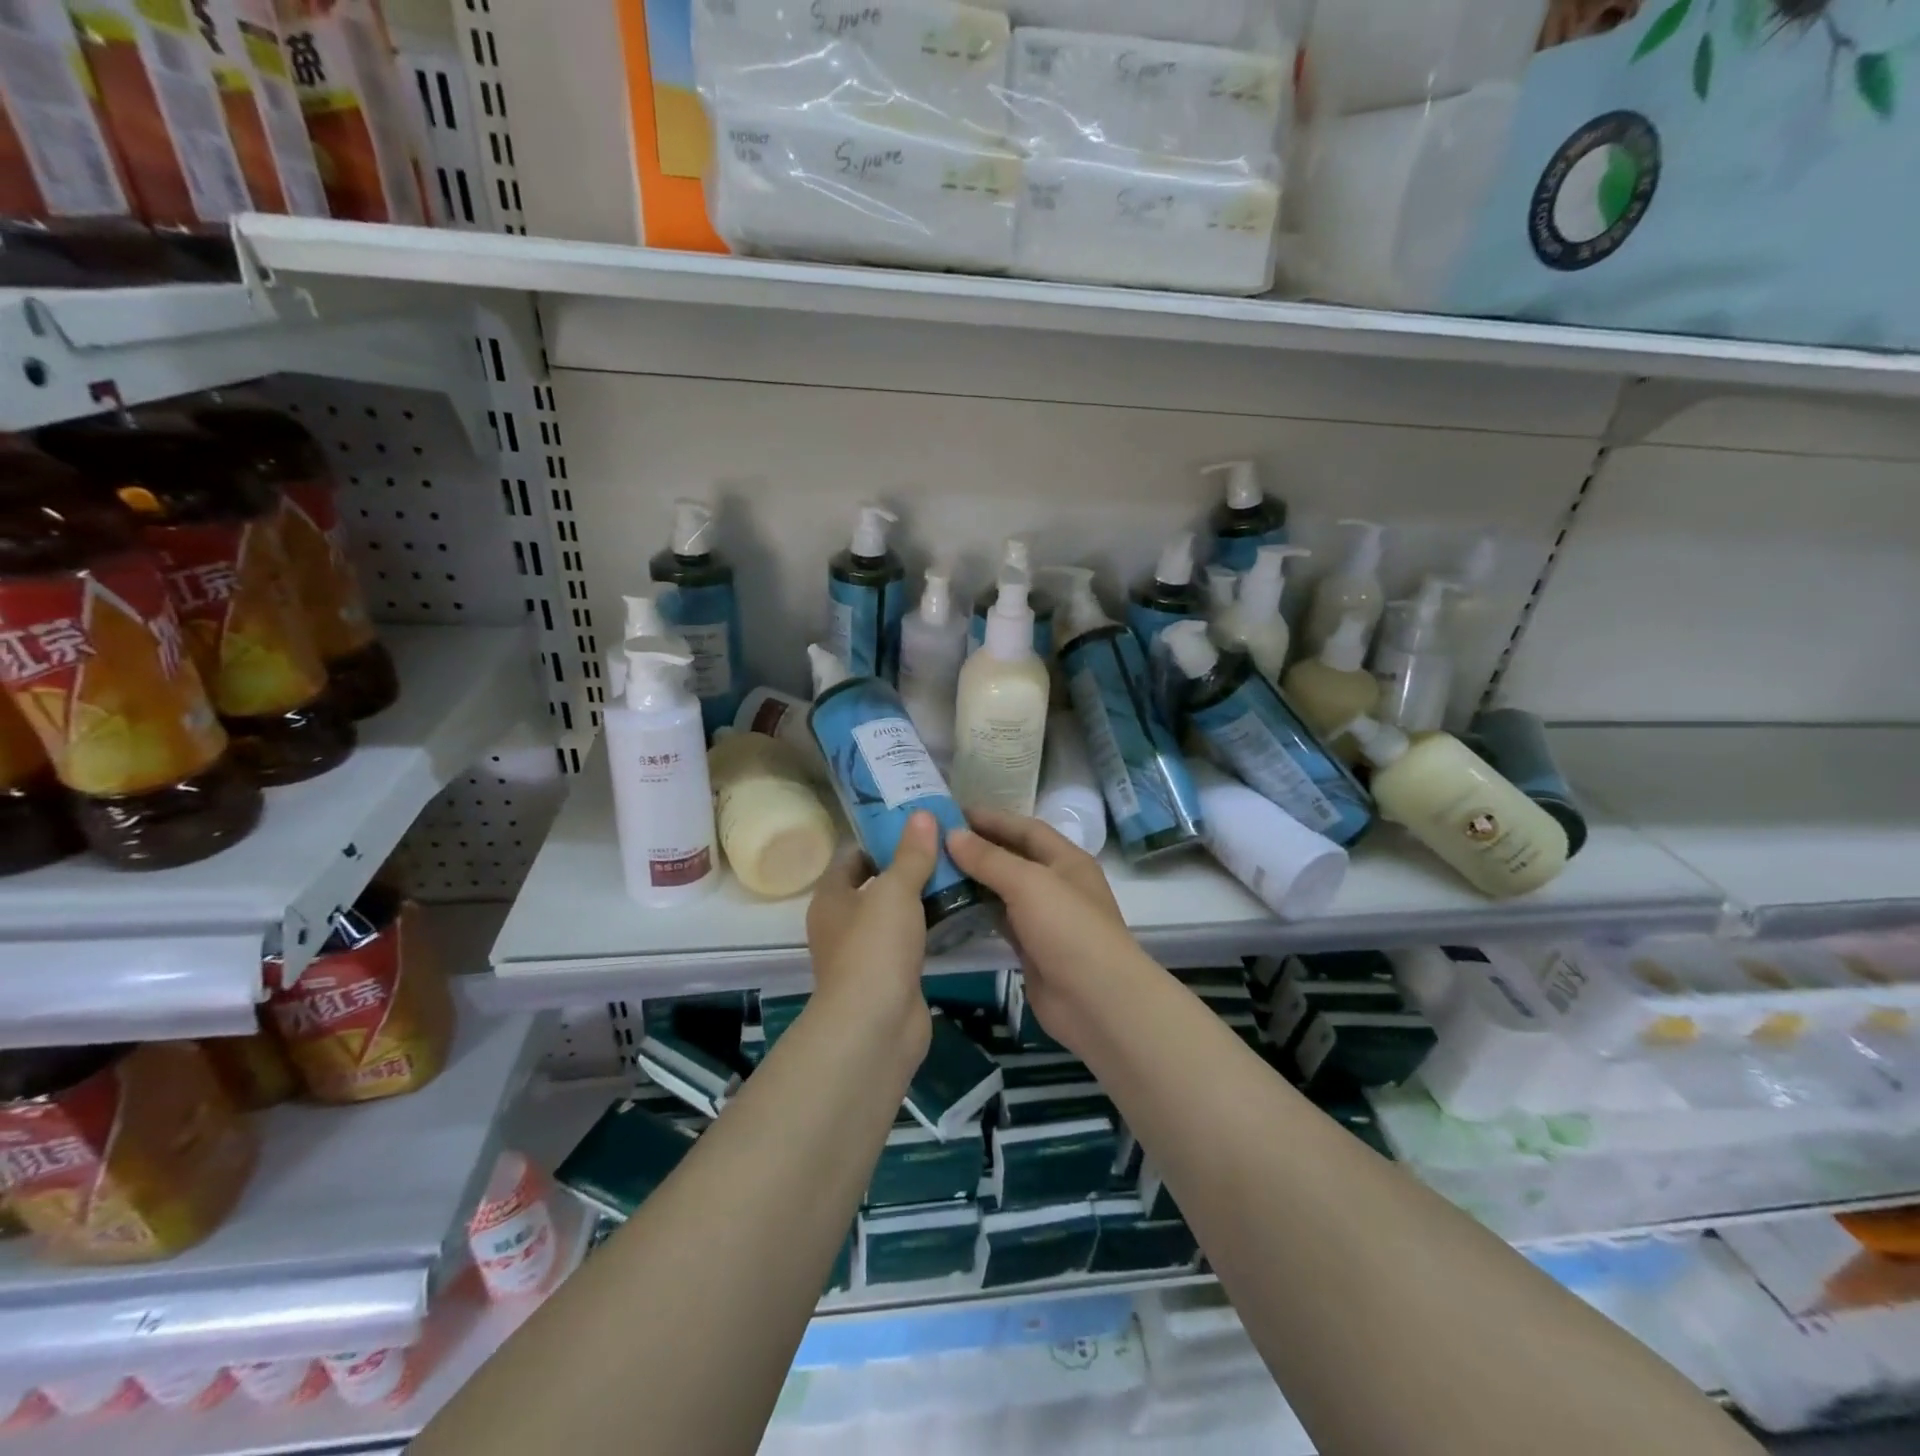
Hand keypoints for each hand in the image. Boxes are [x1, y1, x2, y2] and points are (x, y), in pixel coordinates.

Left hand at [805, 810, 937, 1055]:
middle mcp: (842, 923)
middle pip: (875, 884)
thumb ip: (911, 854)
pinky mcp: (890, 976)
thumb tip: (921, 814)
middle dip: (907, 865)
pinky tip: (958, 912)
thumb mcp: (895, 891)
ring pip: (895, 914)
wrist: (876, 1026)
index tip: (915, 823)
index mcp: (831, 897)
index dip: (880, 838)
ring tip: (959, 871)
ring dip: (921, 897)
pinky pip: (910, 941)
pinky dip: (929, 927)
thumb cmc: (875, 948)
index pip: (853, 856)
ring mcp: (866, 953)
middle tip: (945, 844)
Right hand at [945, 809, 1143, 1055]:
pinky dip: (978, 911)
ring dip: (975, 879)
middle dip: (979, 847)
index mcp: (1066, 860)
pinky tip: (950, 905)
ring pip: (1004, 890)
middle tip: (935, 840)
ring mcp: (1045, 918)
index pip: (1026, 828)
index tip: (952, 812)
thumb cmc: (1067, 929)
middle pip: (1014, 857)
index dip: (992, 818)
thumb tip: (952, 834)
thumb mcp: (1029, 883)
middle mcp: (1057, 884)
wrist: (1096, 1000)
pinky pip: (1000, 920)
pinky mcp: (1031, 948)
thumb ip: (989, 859)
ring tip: (935, 869)